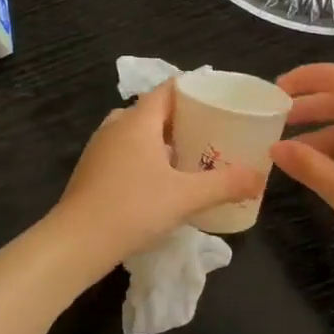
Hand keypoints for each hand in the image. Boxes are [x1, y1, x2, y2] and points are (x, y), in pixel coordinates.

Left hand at [54, 83, 259, 265]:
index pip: (167, 90)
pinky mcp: (91, 173)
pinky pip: (125, 154)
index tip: (218, 98)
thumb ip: (225, 184)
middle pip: (153, 111)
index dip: (193, 90)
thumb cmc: (132, 208)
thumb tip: (259, 178)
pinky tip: (161, 182)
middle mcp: (116, 127)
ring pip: (136, 134)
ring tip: (190, 156)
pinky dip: (145, 159)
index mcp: (137, 121)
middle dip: (181, 118)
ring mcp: (99, 150)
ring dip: (162, 141)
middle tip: (210, 131)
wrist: (75, 244)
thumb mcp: (186, 197)